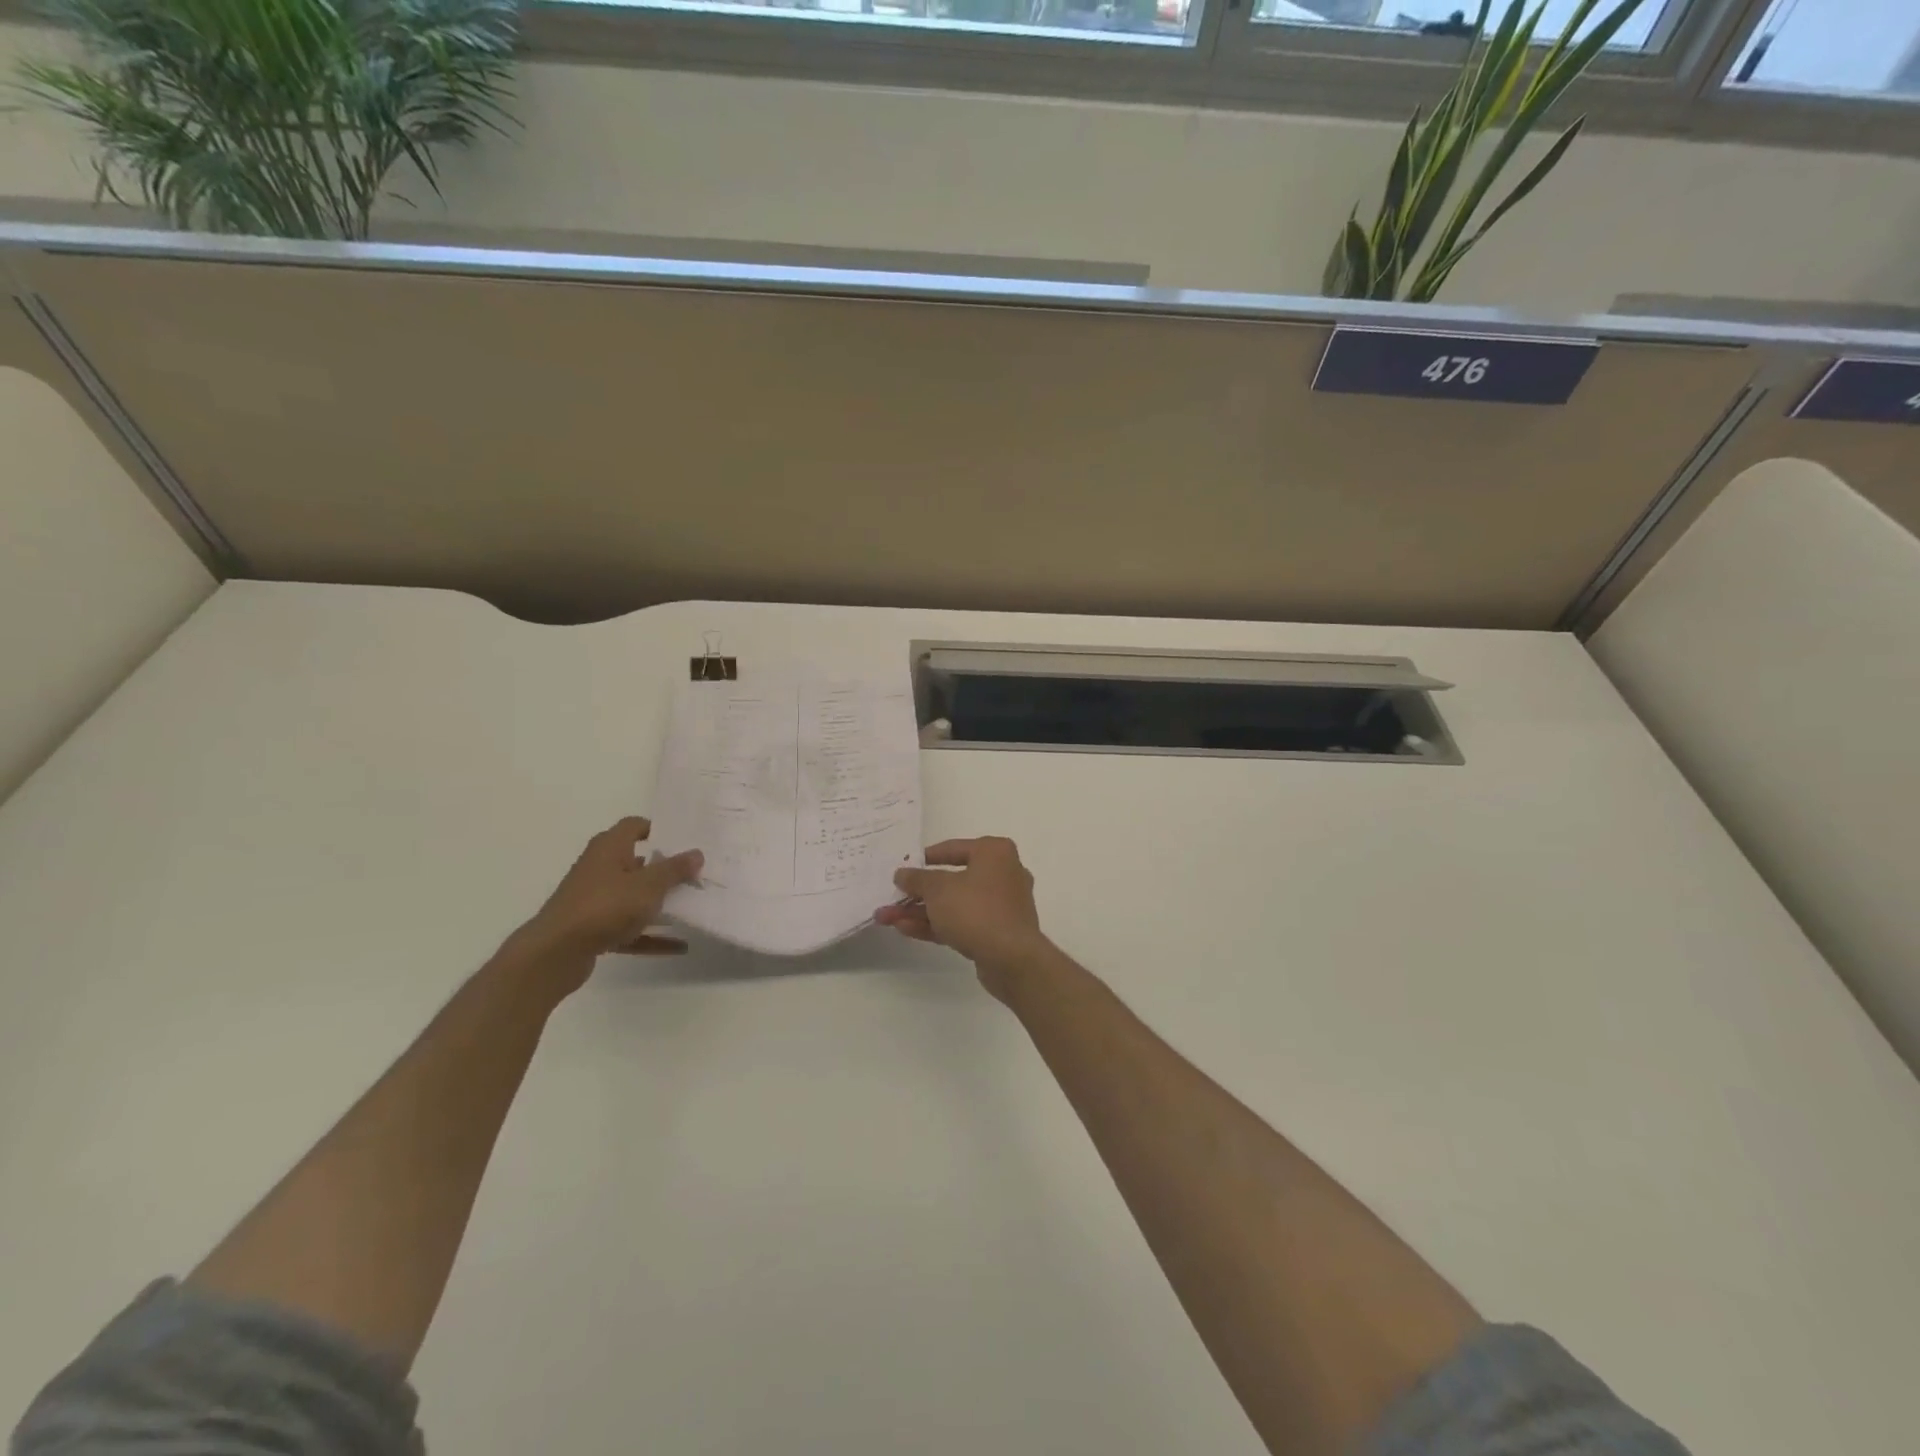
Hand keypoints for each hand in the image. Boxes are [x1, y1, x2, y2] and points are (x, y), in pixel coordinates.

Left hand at [513, 818, 702, 991]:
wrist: (555, 953)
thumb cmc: (605, 906)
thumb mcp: (649, 885)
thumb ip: (674, 869)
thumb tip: (696, 853)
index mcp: (609, 848)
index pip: (634, 826)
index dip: (658, 829)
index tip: (684, 839)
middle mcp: (599, 868)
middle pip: (637, 862)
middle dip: (665, 869)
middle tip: (696, 873)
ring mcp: (594, 900)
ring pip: (633, 897)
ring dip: (659, 903)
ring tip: (691, 907)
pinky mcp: (592, 929)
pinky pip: (629, 928)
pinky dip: (651, 935)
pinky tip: (679, 946)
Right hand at [876, 837, 1051, 1000]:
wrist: (1011, 958)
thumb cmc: (976, 909)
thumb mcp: (938, 889)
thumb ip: (917, 880)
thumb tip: (902, 874)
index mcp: (994, 852)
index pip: (953, 848)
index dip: (924, 858)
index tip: (903, 867)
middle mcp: (1002, 873)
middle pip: (951, 879)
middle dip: (917, 893)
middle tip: (891, 898)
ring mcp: (1001, 905)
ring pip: (954, 904)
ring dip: (921, 911)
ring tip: (887, 918)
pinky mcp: (997, 931)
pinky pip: (962, 921)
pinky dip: (936, 924)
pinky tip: (906, 929)